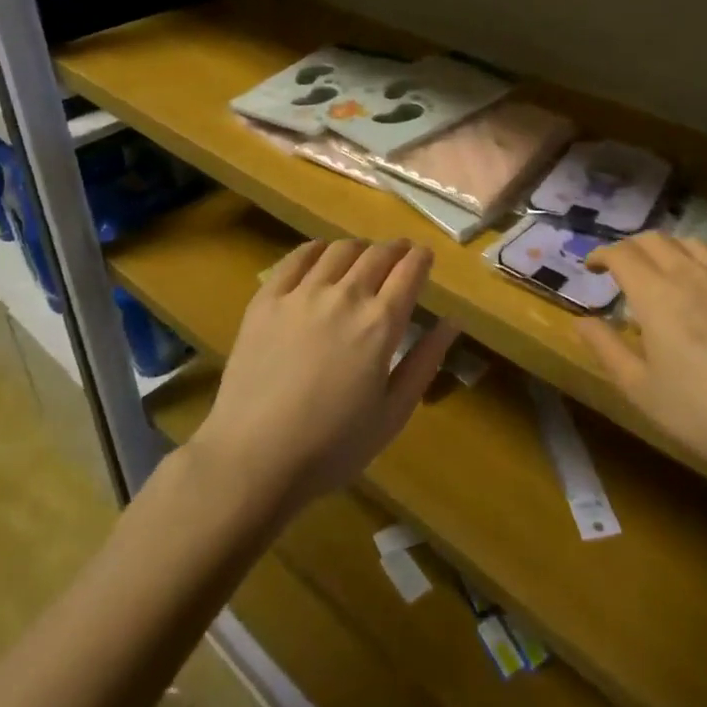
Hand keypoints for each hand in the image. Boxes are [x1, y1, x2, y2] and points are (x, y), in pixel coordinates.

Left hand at [192, 239, 454, 513]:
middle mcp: (345, 296)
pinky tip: (320, 255)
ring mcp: (302, 294)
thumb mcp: (393, 414)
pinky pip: (296, 258)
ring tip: (362, 256)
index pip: (410, 271)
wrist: (254, 458)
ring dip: (359, 248)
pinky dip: (316, 249)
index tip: (425, 256)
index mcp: (380, 323)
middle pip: (377, 254)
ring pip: (339, 250)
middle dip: (395, 249)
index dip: (421, 258)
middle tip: (399, 254)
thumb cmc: (332, 446)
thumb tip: (453, 322)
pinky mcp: (267, 299)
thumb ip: (425, 362)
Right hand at [581, 234, 706, 491]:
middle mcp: (694, 276)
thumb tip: (581, 321)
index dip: (602, 254)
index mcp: (658, 295)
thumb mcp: (641, 390)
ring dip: (669, 250)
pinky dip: (704, 270)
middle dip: (631, 247)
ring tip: (664, 274)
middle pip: (656, 239)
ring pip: (693, 245)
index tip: (592, 267)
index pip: (622, 254)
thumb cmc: (702, 415)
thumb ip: (605, 348)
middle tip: (622, 268)